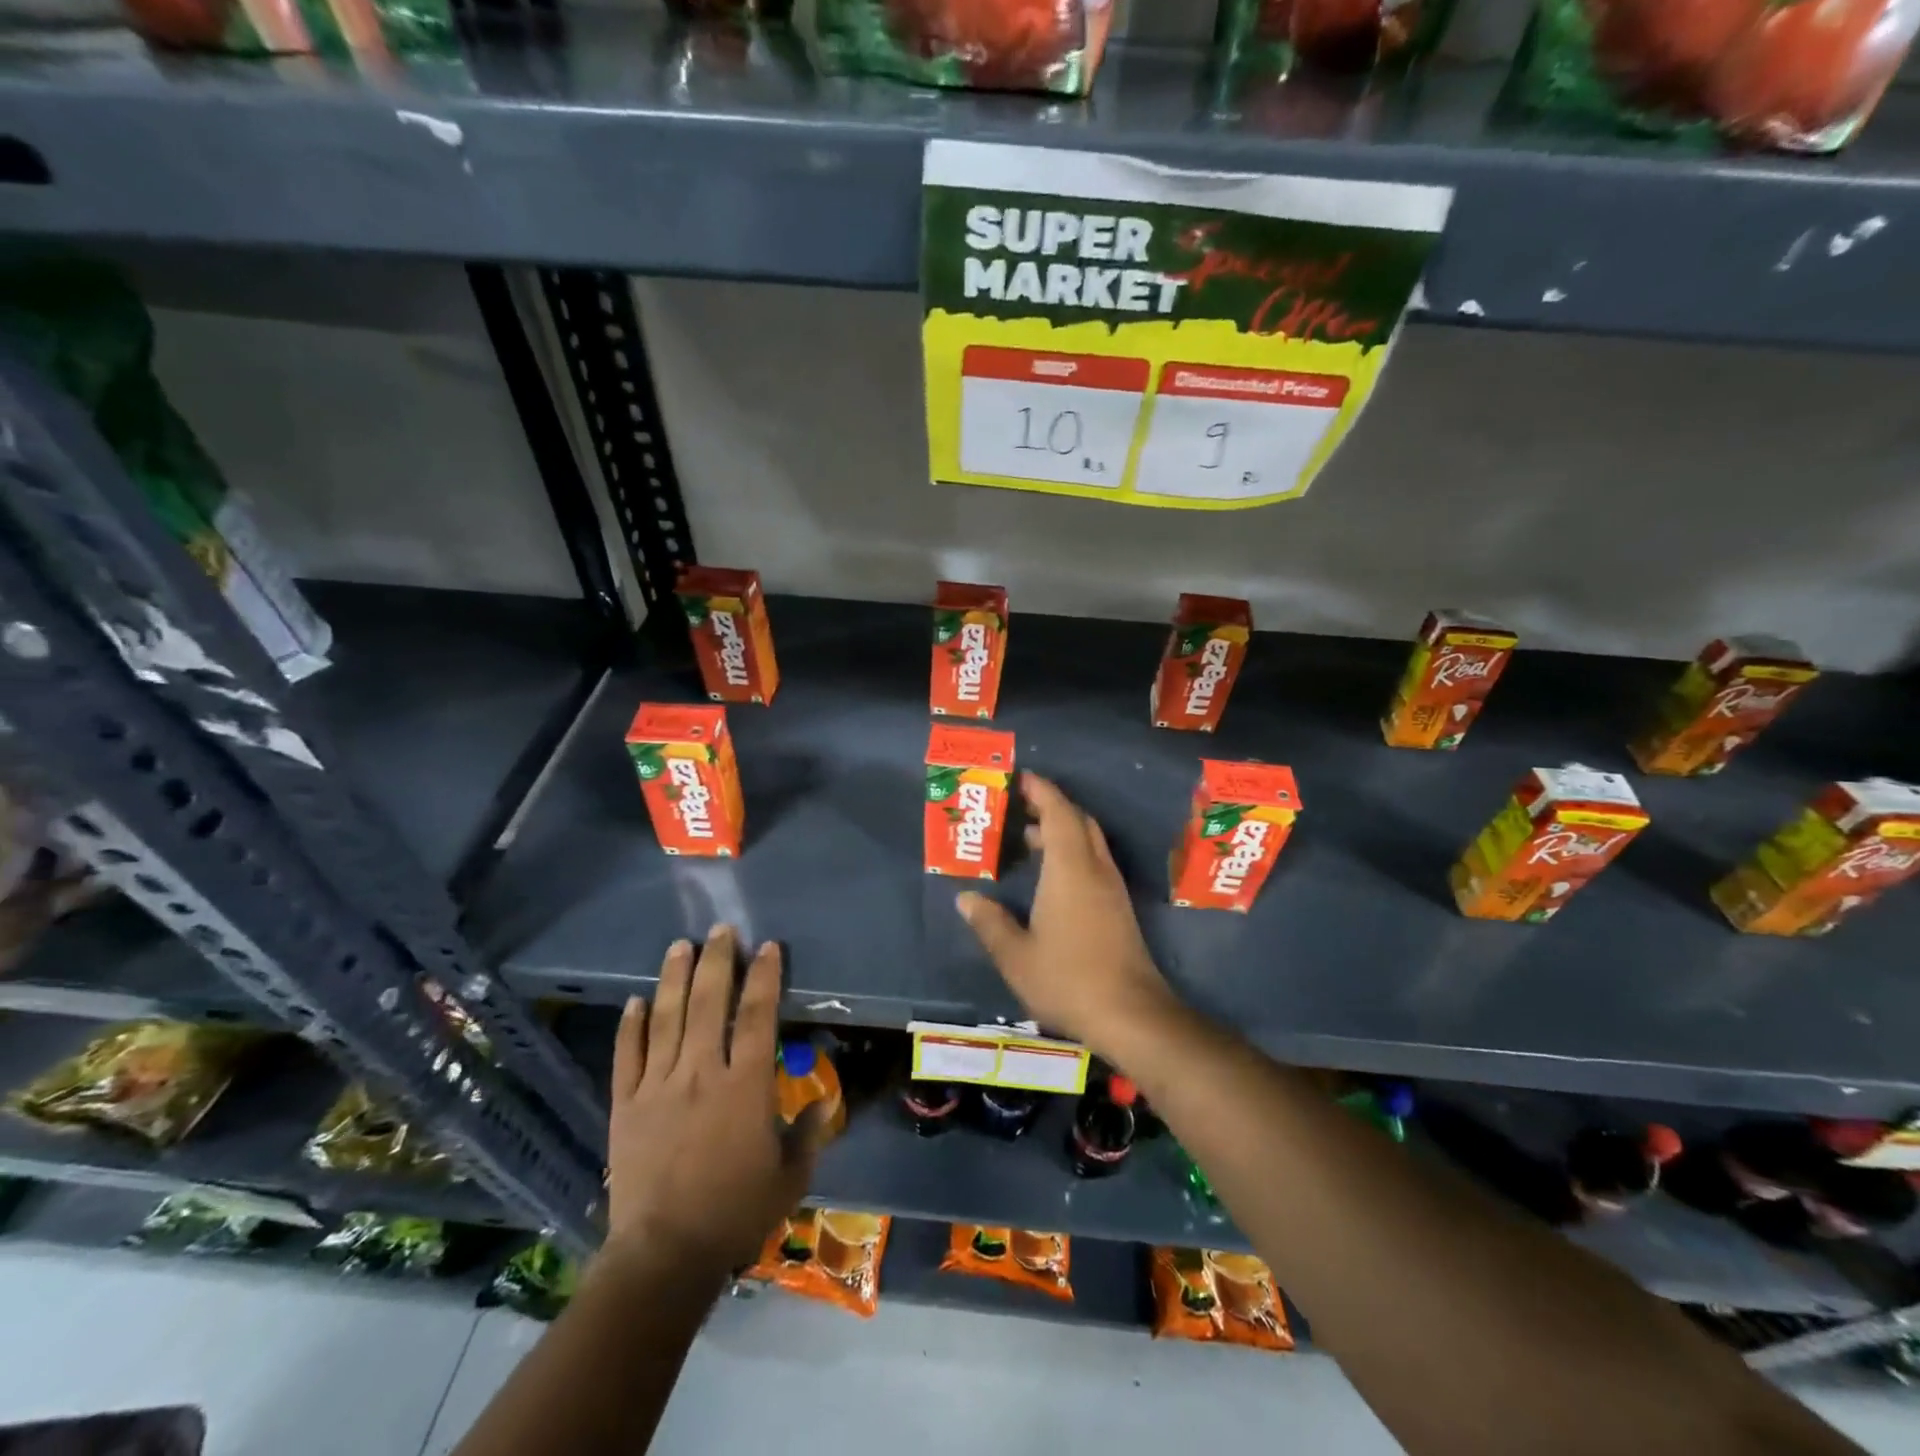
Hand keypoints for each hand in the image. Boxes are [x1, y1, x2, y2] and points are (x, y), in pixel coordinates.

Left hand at [605, 926, 828, 1275]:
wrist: (663, 1256)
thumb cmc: (735, 1213)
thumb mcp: (790, 1177)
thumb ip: (809, 1133)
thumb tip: (826, 1101)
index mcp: (745, 1086)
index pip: (757, 1015)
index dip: (764, 976)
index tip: (768, 947)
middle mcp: (701, 1073)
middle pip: (710, 1002)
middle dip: (718, 960)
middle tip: (721, 929)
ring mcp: (658, 1086)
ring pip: (667, 1018)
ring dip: (674, 978)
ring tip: (681, 945)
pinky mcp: (626, 1105)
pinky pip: (627, 1055)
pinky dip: (631, 1025)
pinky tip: (635, 1000)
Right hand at [956, 773, 1178, 1057]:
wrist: (1131, 1014)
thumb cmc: (1068, 979)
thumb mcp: (1016, 955)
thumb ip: (990, 922)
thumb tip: (967, 898)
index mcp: (1069, 868)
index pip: (1059, 812)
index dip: (1041, 791)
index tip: (1019, 779)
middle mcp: (1094, 868)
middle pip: (1078, 821)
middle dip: (1050, 806)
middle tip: (1019, 807)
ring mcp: (1111, 888)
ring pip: (1089, 841)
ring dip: (1062, 830)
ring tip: (1028, 839)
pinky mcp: (1118, 907)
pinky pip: (1094, 861)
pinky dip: (1072, 852)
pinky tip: (1050, 877)